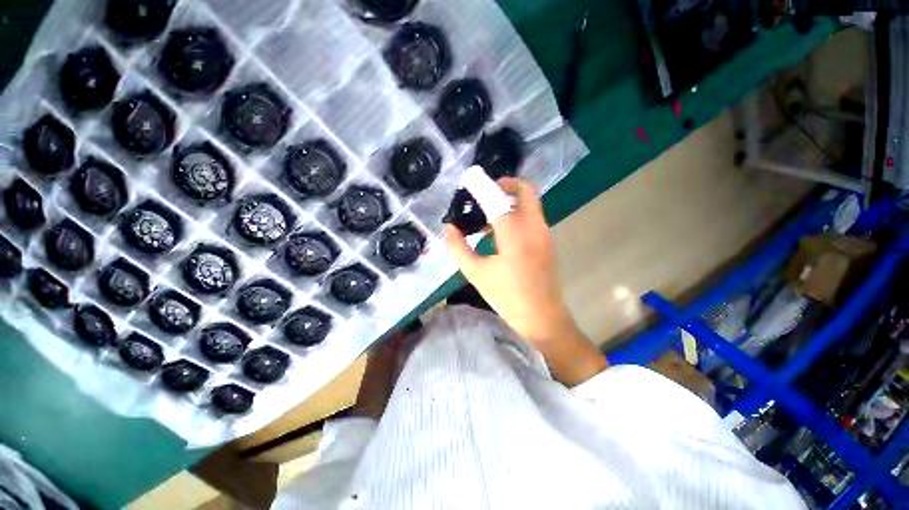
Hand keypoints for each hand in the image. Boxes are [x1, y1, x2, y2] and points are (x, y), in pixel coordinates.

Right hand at [445, 178, 568, 343]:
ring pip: (529, 202)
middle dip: (504, 184)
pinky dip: (516, 212)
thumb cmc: (507, 296)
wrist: (541, 315)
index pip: (497, 199)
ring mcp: (544, 232)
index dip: (481, 186)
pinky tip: (499, 230)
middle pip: (525, 190)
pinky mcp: (546, 240)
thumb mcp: (476, 273)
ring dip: (509, 199)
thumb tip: (449, 228)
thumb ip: (459, 248)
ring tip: (487, 214)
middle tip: (484, 192)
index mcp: (515, 234)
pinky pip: (531, 215)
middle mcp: (534, 227)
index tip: (468, 178)